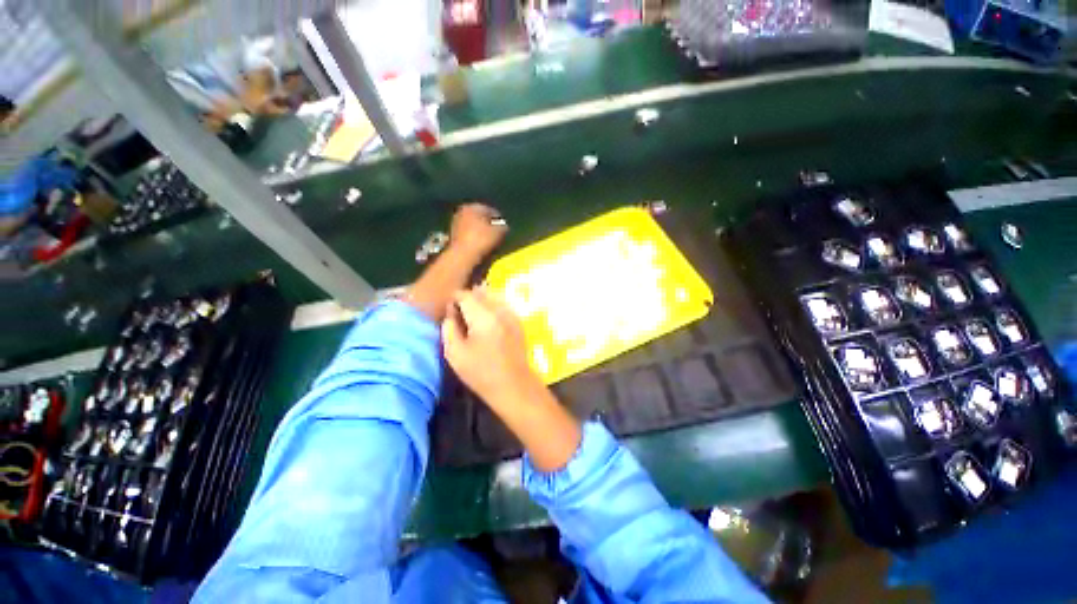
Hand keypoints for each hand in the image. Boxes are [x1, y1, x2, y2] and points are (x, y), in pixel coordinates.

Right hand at [442, 288, 540, 406]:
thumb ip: (449, 329)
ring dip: (482, 301)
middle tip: (459, 311)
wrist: (514, 385)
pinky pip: (503, 306)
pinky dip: (493, 307)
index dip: (454, 298)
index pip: (466, 296)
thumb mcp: (455, 354)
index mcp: (483, 317)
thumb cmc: (481, 373)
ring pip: (494, 297)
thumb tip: (450, 314)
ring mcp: (512, 315)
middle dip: (468, 298)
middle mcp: (500, 311)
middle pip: (481, 293)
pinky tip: (487, 320)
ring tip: (472, 315)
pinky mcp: (518, 322)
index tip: (448, 308)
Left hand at [449, 203, 507, 259]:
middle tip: (498, 235)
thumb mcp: (499, 232)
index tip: (505, 229)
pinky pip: (468, 236)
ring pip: (473, 227)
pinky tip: (480, 247)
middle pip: (480, 218)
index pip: (491, 210)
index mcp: (473, 207)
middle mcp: (462, 212)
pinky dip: (474, 239)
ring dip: (481, 233)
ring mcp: (455, 224)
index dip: (500, 220)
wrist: (462, 257)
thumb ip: (504, 227)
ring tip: (490, 242)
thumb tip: (503, 227)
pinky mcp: (452, 236)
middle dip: (489, 225)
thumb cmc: (482, 240)